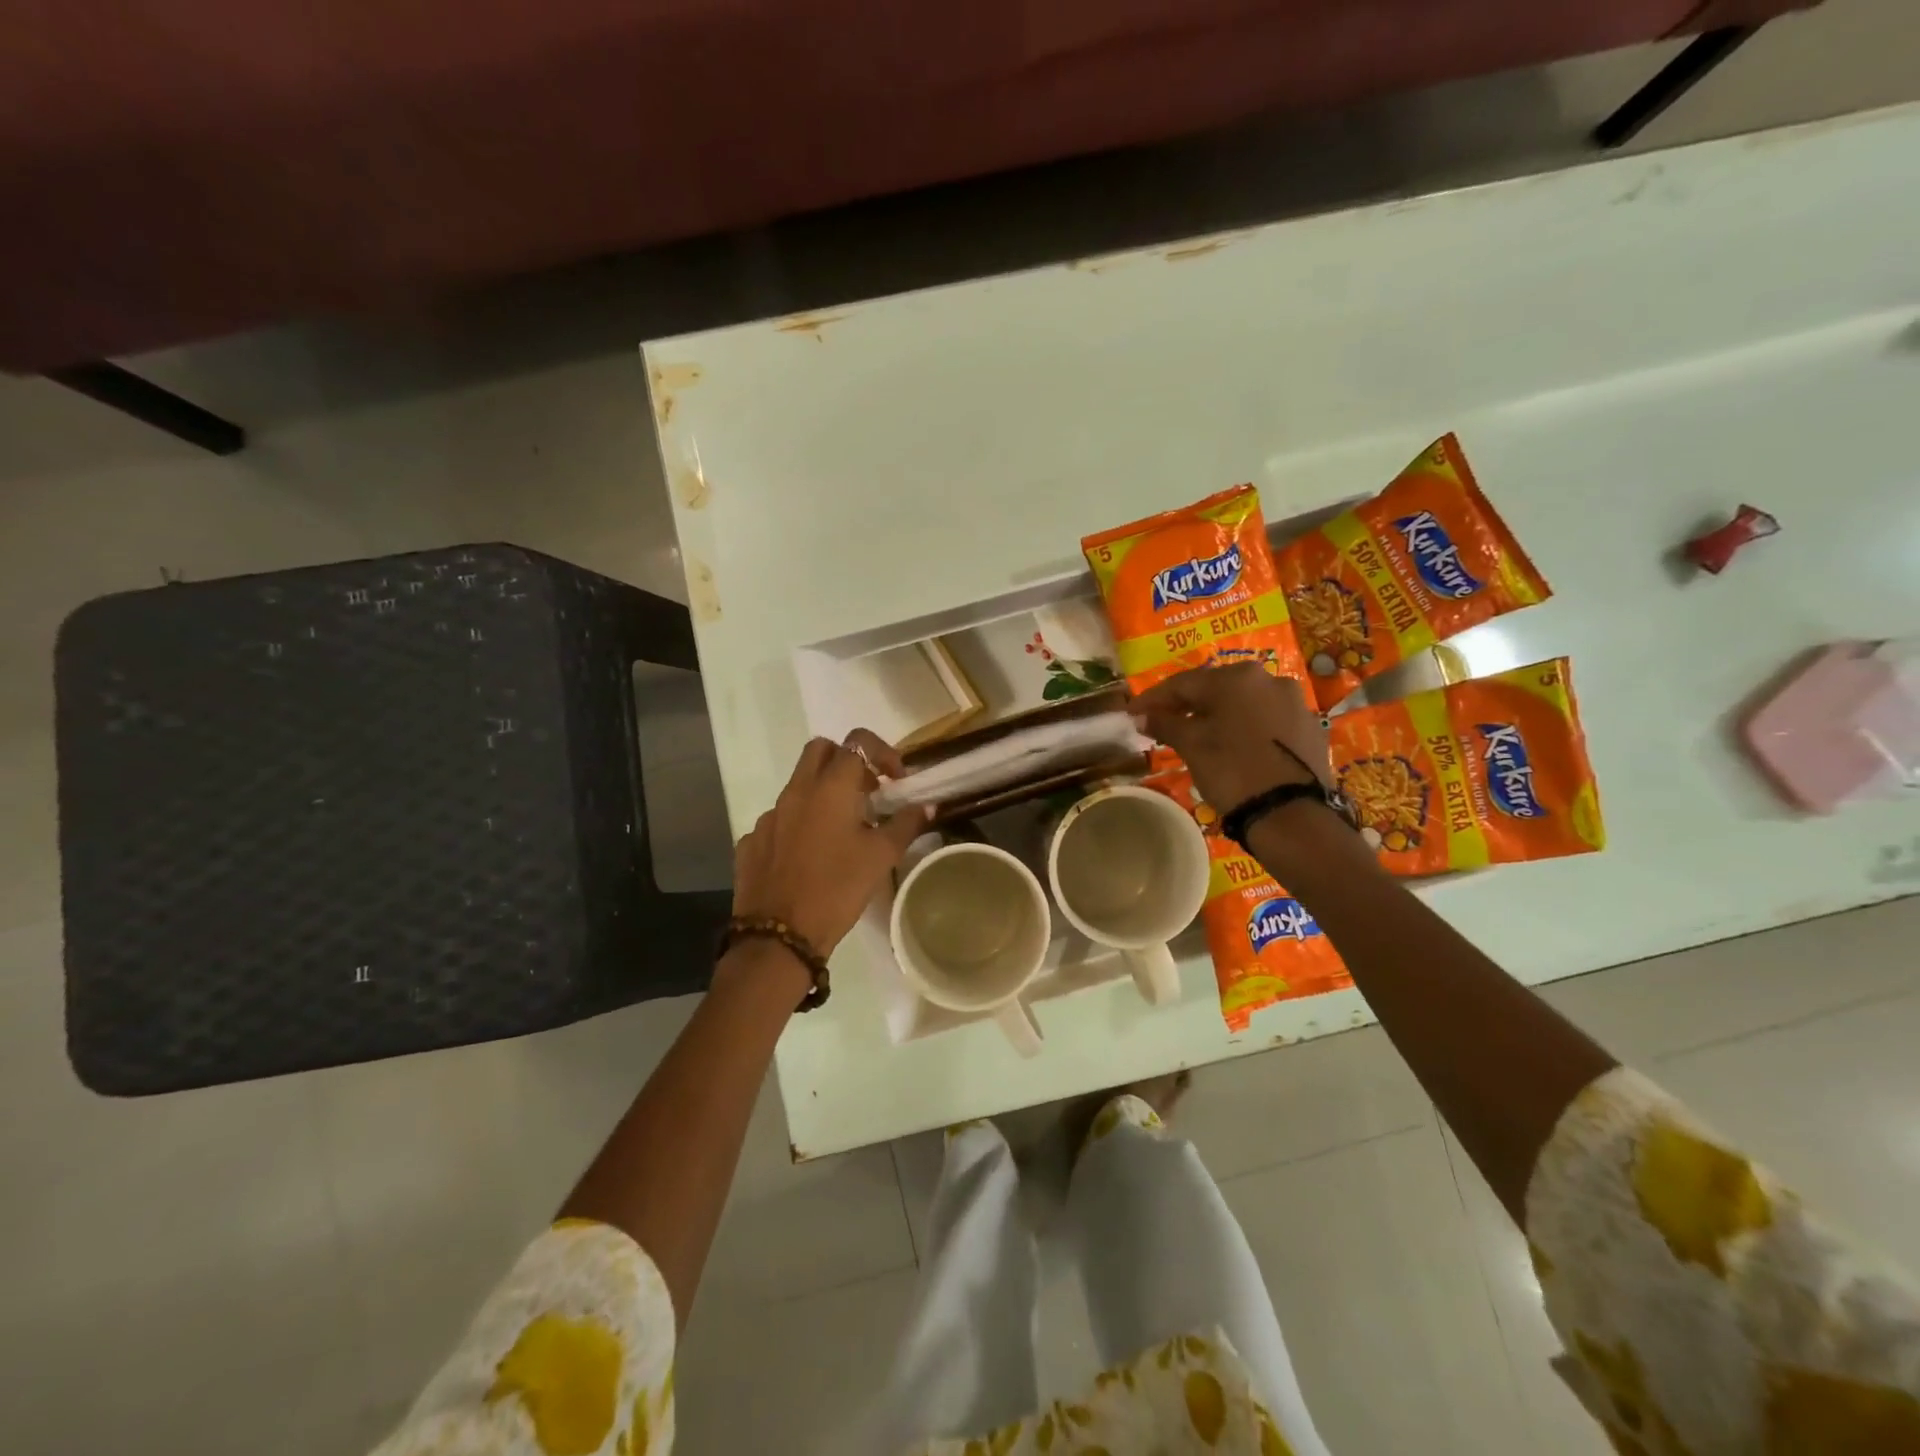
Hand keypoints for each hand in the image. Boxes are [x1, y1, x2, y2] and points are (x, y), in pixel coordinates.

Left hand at [731, 730, 931, 956]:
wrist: (779, 935)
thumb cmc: (837, 889)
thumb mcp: (881, 857)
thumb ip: (906, 824)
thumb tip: (928, 806)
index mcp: (829, 787)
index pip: (857, 742)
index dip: (882, 752)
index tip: (896, 780)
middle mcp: (796, 791)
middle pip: (820, 750)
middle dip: (846, 761)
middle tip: (867, 792)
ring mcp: (769, 815)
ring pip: (798, 785)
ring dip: (823, 794)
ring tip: (842, 829)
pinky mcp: (752, 841)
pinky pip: (780, 819)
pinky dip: (799, 824)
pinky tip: (810, 856)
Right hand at [1131, 665, 1331, 813]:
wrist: (1291, 814)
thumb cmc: (1232, 771)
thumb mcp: (1192, 746)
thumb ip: (1165, 724)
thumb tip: (1142, 716)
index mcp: (1236, 678)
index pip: (1182, 683)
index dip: (1153, 699)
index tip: (1132, 713)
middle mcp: (1269, 679)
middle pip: (1216, 688)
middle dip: (1187, 705)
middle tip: (1162, 722)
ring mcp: (1294, 702)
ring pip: (1244, 703)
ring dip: (1217, 715)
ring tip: (1197, 735)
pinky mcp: (1309, 727)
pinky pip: (1267, 720)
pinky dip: (1245, 727)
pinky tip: (1233, 745)